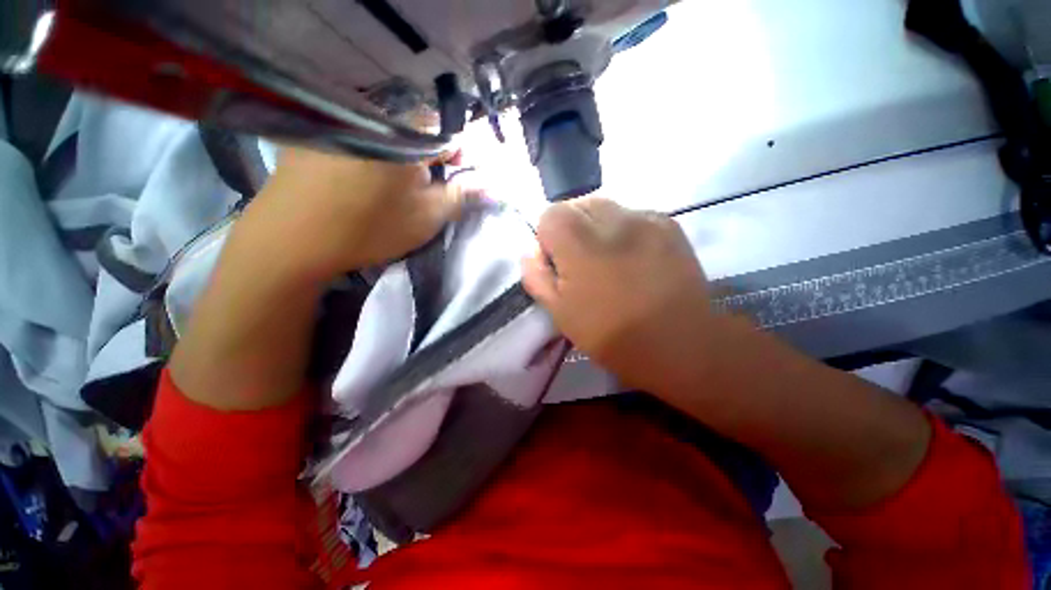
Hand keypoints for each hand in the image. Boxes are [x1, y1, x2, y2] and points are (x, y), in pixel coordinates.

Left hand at [170, 148, 462, 409]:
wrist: (291, 240)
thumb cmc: (370, 228)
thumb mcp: (426, 217)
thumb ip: (461, 196)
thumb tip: (489, 185)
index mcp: (406, 136)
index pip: (447, 133)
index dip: (459, 157)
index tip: (457, 180)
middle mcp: (373, 119)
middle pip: (417, 134)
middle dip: (430, 161)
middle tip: (427, 190)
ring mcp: (340, 124)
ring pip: (388, 137)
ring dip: (401, 159)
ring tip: (394, 189)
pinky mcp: (315, 135)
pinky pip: (358, 139)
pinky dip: (371, 156)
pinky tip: (362, 182)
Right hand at [521, 197, 723, 394]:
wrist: (680, 344)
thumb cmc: (612, 335)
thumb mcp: (560, 313)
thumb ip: (537, 277)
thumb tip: (531, 253)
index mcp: (580, 244)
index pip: (550, 214)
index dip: (548, 238)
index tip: (559, 264)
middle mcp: (612, 221)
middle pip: (578, 204)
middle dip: (572, 228)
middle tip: (583, 262)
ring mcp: (644, 219)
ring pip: (605, 207)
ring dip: (597, 227)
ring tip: (609, 258)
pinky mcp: (667, 224)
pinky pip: (632, 215)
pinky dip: (624, 230)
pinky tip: (634, 257)